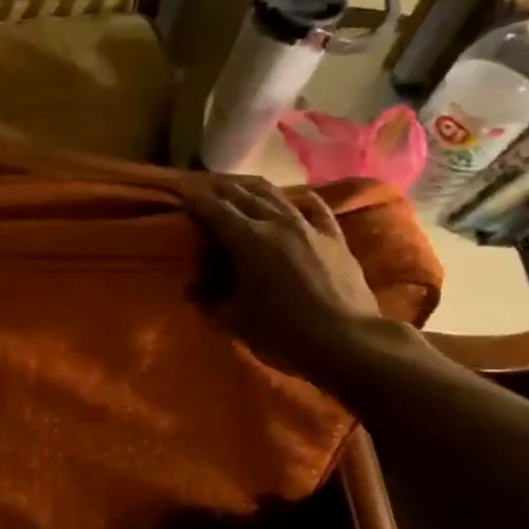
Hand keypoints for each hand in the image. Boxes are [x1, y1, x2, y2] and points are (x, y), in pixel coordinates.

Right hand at [187, 178, 386, 379]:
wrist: (345, 340)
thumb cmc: (281, 331)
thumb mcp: (232, 321)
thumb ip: (207, 301)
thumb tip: (192, 288)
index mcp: (246, 240)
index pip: (214, 210)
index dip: (196, 202)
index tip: (183, 198)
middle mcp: (275, 223)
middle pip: (243, 195)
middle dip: (220, 190)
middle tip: (205, 191)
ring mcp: (308, 226)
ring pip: (275, 195)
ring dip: (253, 189)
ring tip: (240, 188)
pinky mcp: (333, 237)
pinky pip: (314, 207)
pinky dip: (297, 199)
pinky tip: (293, 198)